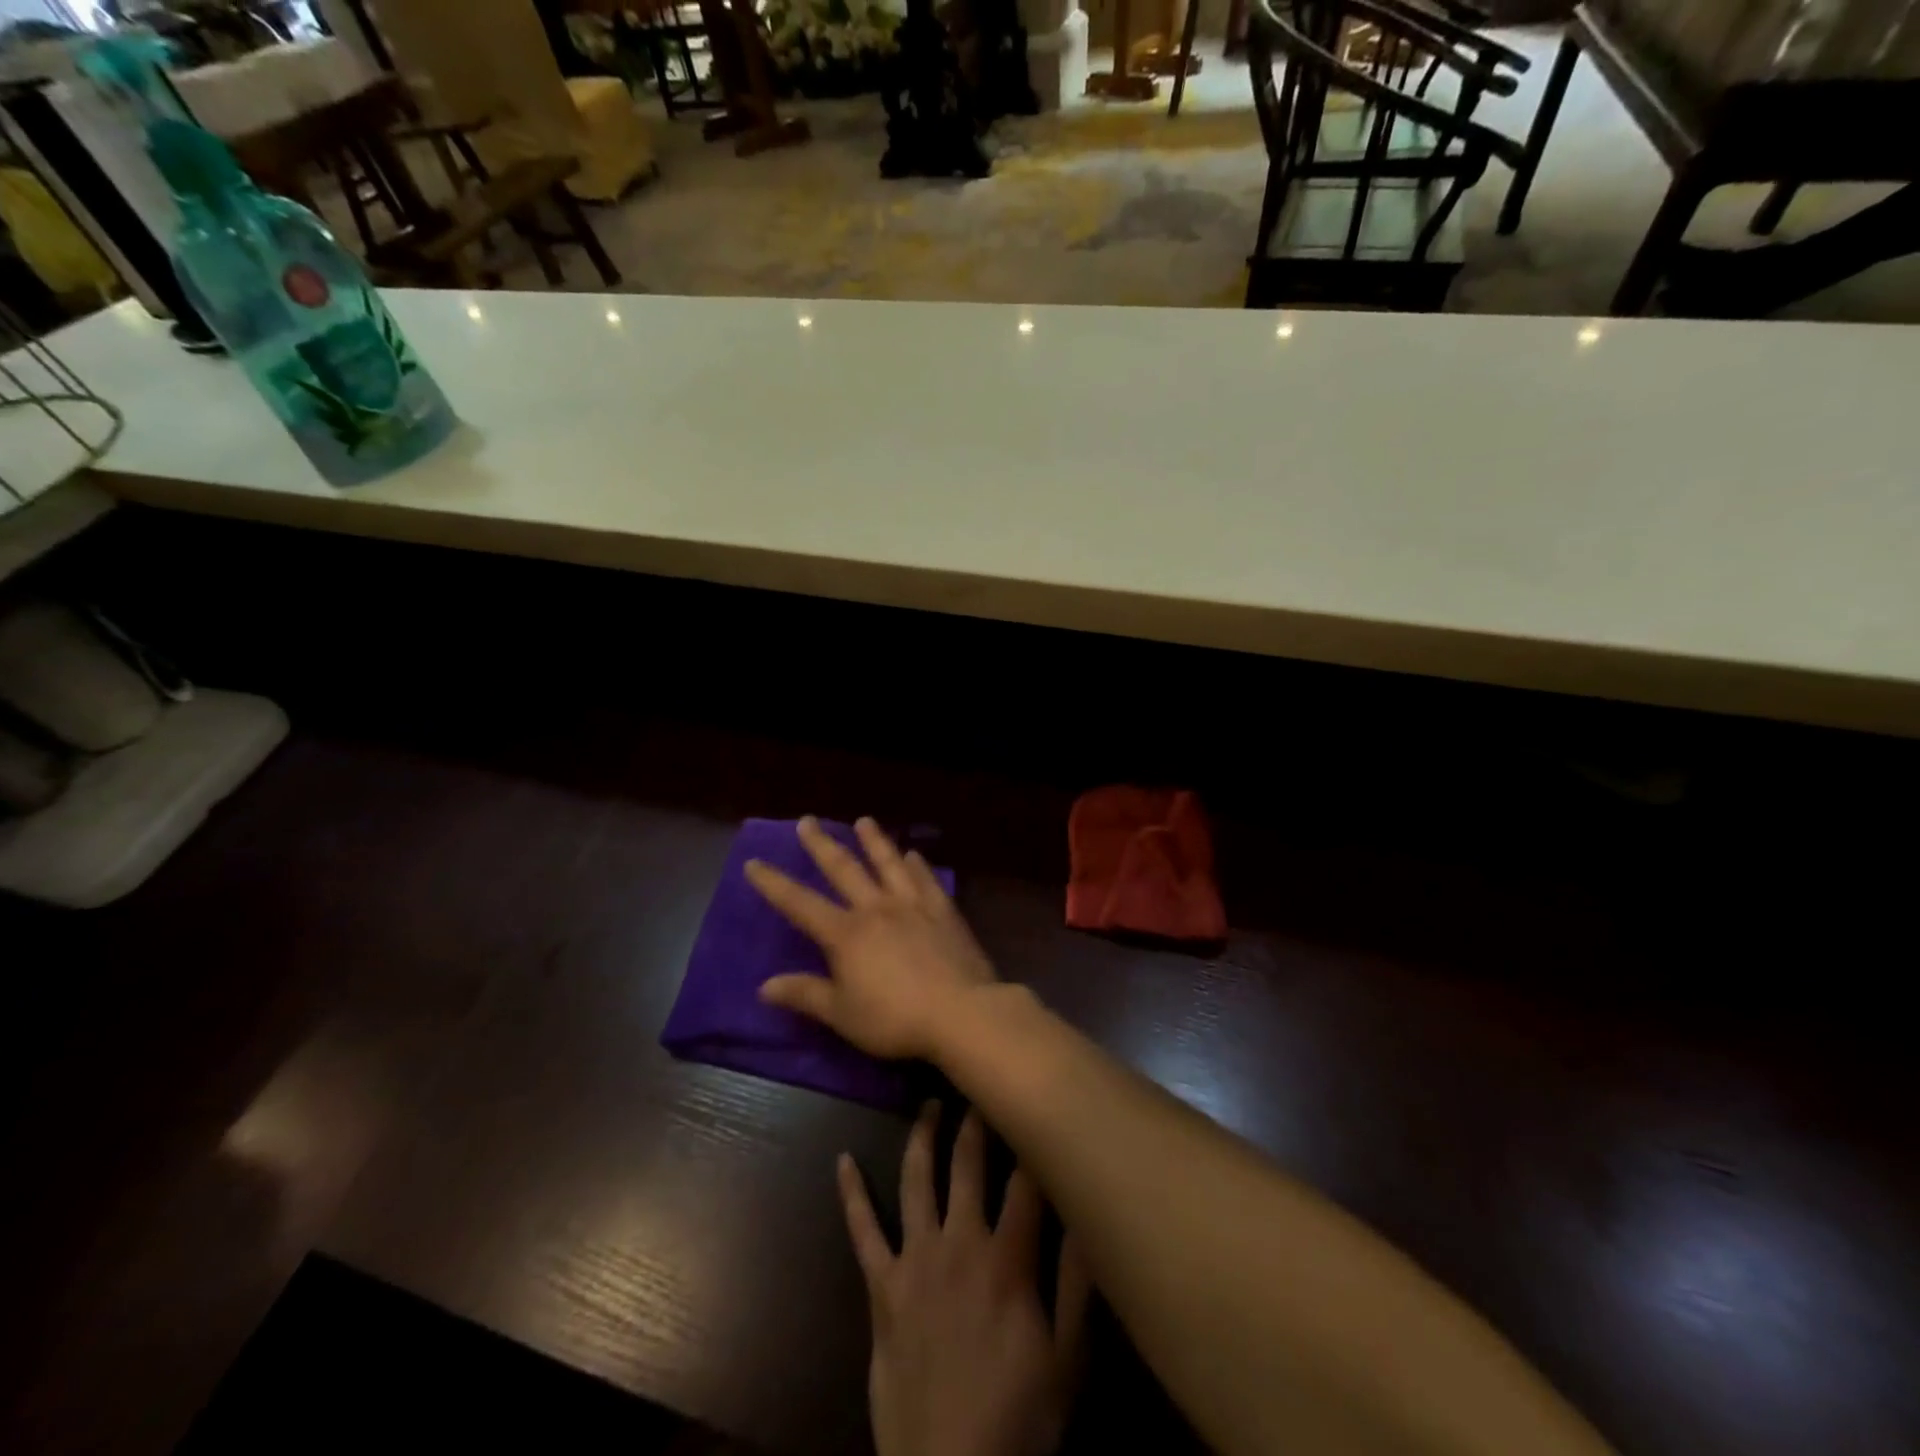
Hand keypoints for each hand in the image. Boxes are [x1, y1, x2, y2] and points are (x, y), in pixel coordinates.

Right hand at [746, 816, 997, 1060]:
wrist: (961, 1012)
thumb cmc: (895, 1019)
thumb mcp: (842, 1014)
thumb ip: (805, 995)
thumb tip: (764, 986)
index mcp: (846, 934)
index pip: (800, 904)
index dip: (774, 884)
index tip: (754, 863)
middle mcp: (876, 908)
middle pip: (844, 869)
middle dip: (822, 845)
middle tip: (807, 821)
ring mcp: (912, 905)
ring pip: (888, 863)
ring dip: (874, 841)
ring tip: (864, 820)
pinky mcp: (943, 911)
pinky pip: (926, 879)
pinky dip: (917, 864)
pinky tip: (913, 854)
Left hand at [840, 1104, 1089, 1455]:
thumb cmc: (1017, 1419)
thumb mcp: (1068, 1361)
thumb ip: (1077, 1283)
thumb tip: (1084, 1211)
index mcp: (1007, 1258)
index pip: (1025, 1181)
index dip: (1031, 1139)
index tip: (1033, 1101)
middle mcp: (958, 1242)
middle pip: (968, 1164)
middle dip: (976, 1120)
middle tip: (978, 1080)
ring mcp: (914, 1260)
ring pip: (916, 1180)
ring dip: (923, 1136)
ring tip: (930, 1102)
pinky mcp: (881, 1287)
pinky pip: (862, 1231)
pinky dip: (851, 1194)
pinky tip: (842, 1161)